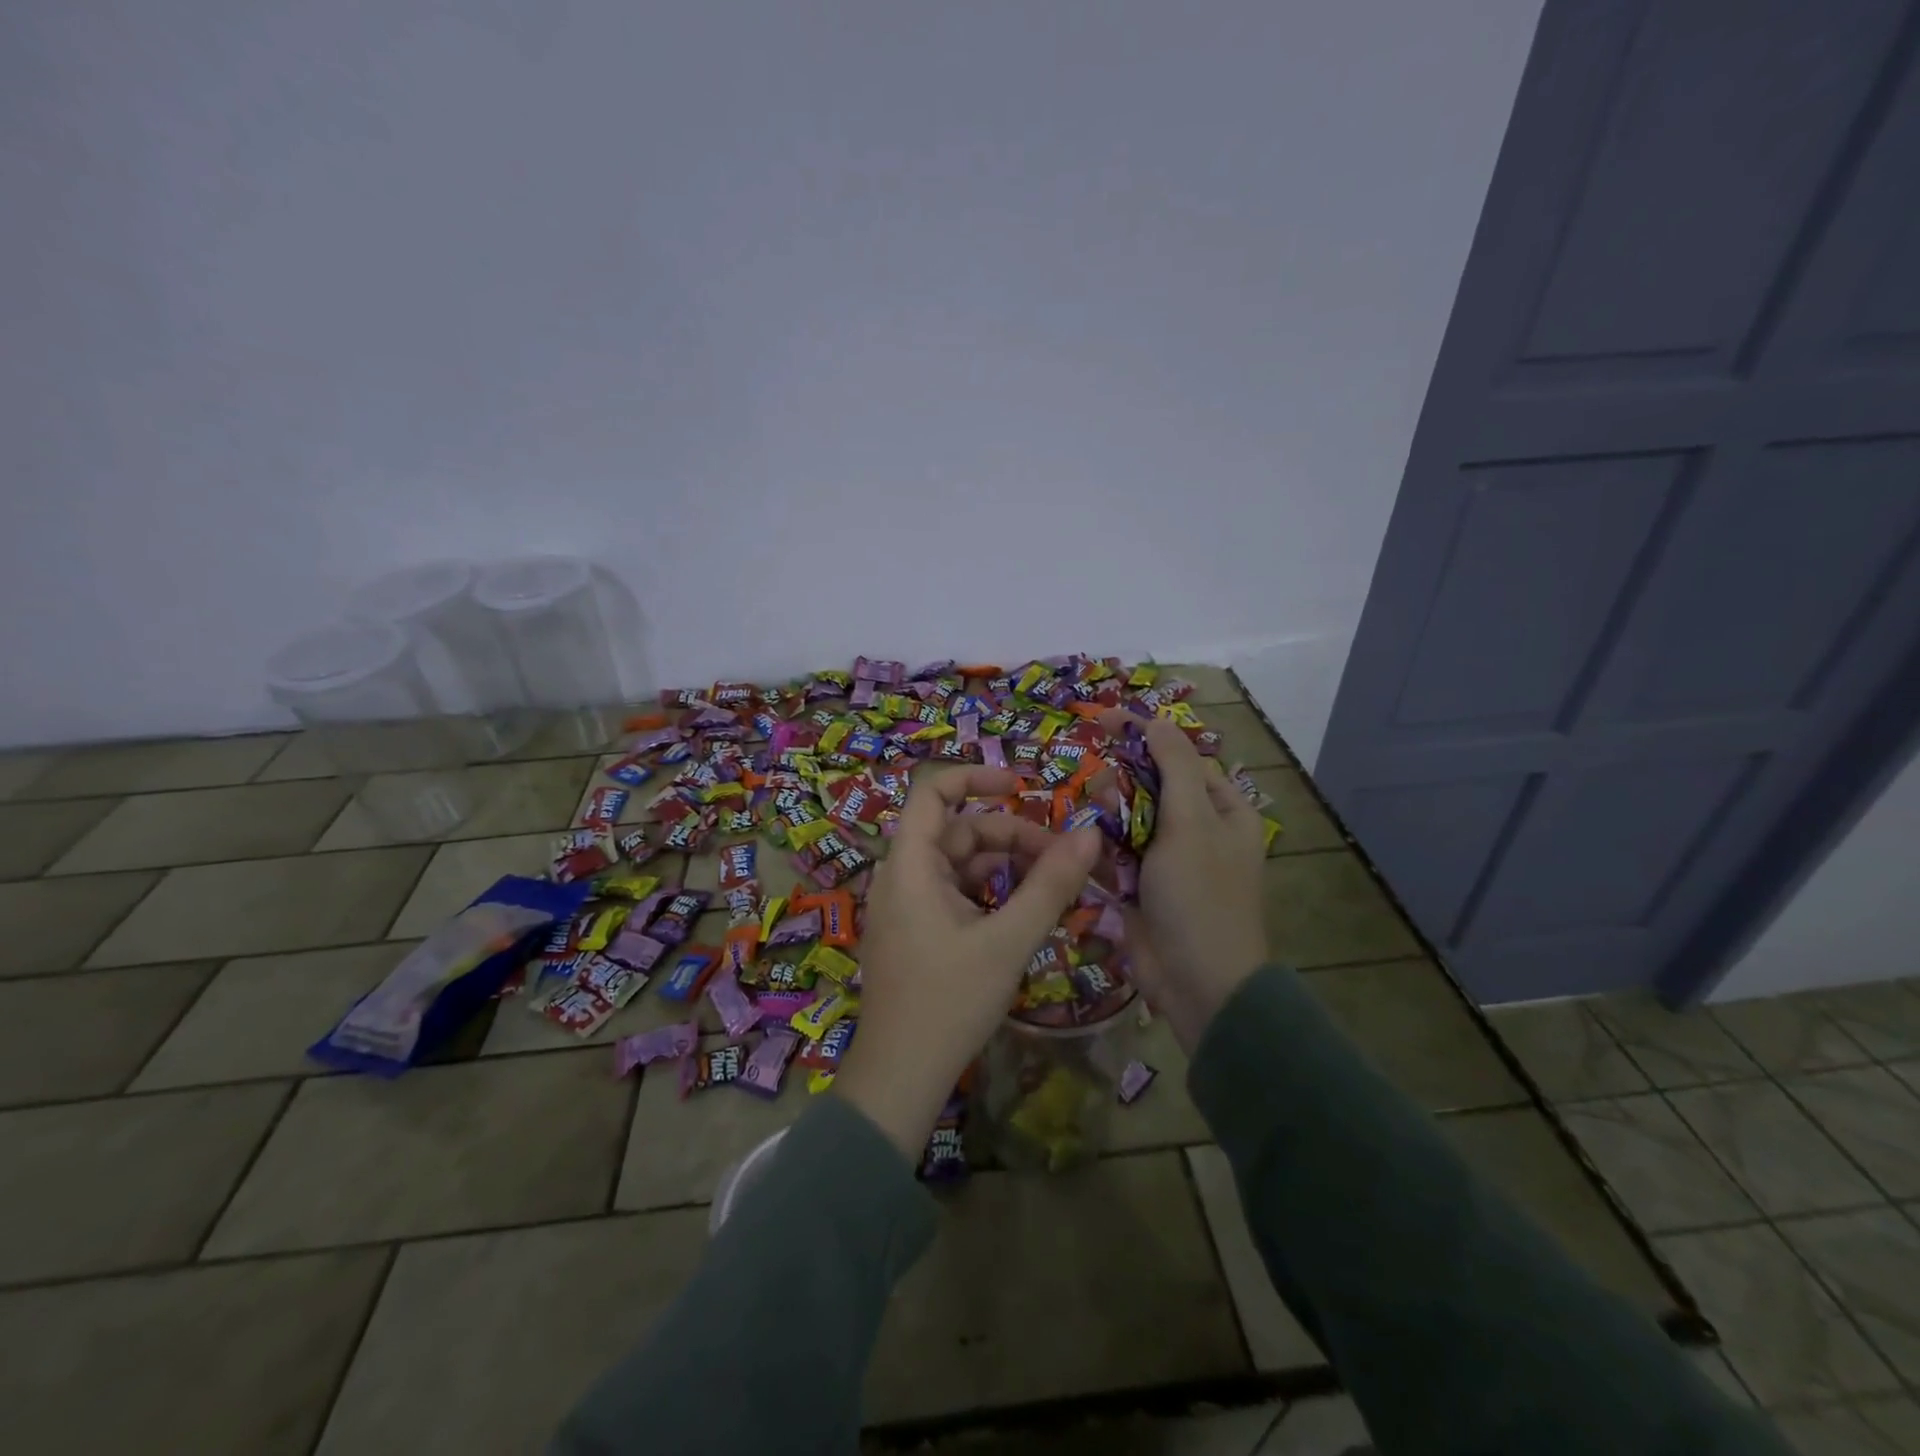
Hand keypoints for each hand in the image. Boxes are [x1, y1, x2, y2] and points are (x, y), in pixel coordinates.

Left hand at [833, 767, 1101, 1160]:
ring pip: (959, 864)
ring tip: (1052, 887)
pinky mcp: (915, 931)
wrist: (900, 1078)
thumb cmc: (949, 1002)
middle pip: (957, 830)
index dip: (976, 777)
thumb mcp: (1008, 941)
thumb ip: (1050, 886)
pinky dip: (989, 893)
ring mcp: (906, 905)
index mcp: (910, 865)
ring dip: (1004, 866)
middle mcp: (901, 876)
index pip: (933, 791)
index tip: (1022, 785)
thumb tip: (1091, 835)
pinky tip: (1022, 913)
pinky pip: (954, 893)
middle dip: (1010, 836)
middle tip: (1062, 859)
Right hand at [1111, 714, 1267, 1051]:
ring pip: (1124, 821)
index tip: (1100, 721)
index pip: (1179, 758)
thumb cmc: (1201, 895)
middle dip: (1118, 782)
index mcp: (1222, 811)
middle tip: (1096, 788)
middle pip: (1147, 787)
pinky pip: (1112, 855)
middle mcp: (1196, 831)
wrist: (1199, 983)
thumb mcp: (1192, 823)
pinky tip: (1077, 847)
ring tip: (1089, 824)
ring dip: (1104, 816)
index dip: (1142, 737)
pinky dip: (1096, 849)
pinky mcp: (1139, 888)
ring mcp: (1166, 861)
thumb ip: (1173, 767)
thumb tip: (1157, 721)